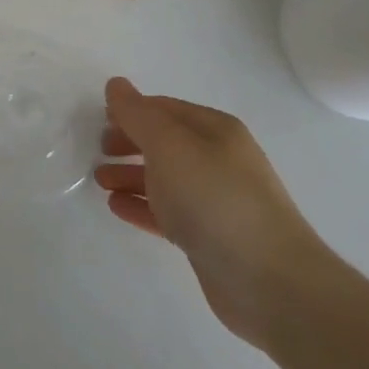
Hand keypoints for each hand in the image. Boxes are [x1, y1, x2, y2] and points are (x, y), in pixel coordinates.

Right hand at [95, 78, 334, 349]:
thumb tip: (116, 85)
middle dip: (130, 142)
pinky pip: (168, 212)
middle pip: (165, 142)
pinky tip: (117, 207)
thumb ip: (138, 115)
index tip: (98, 119)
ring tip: (99, 181)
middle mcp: (218, 159)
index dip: (131, 110)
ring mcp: (216, 200)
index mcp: (215, 130)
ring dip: (131, 175)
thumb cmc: (216, 200)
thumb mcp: (170, 146)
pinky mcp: (210, 238)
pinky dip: (142, 206)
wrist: (270, 283)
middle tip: (98, 150)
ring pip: (164, 178)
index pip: (165, 108)